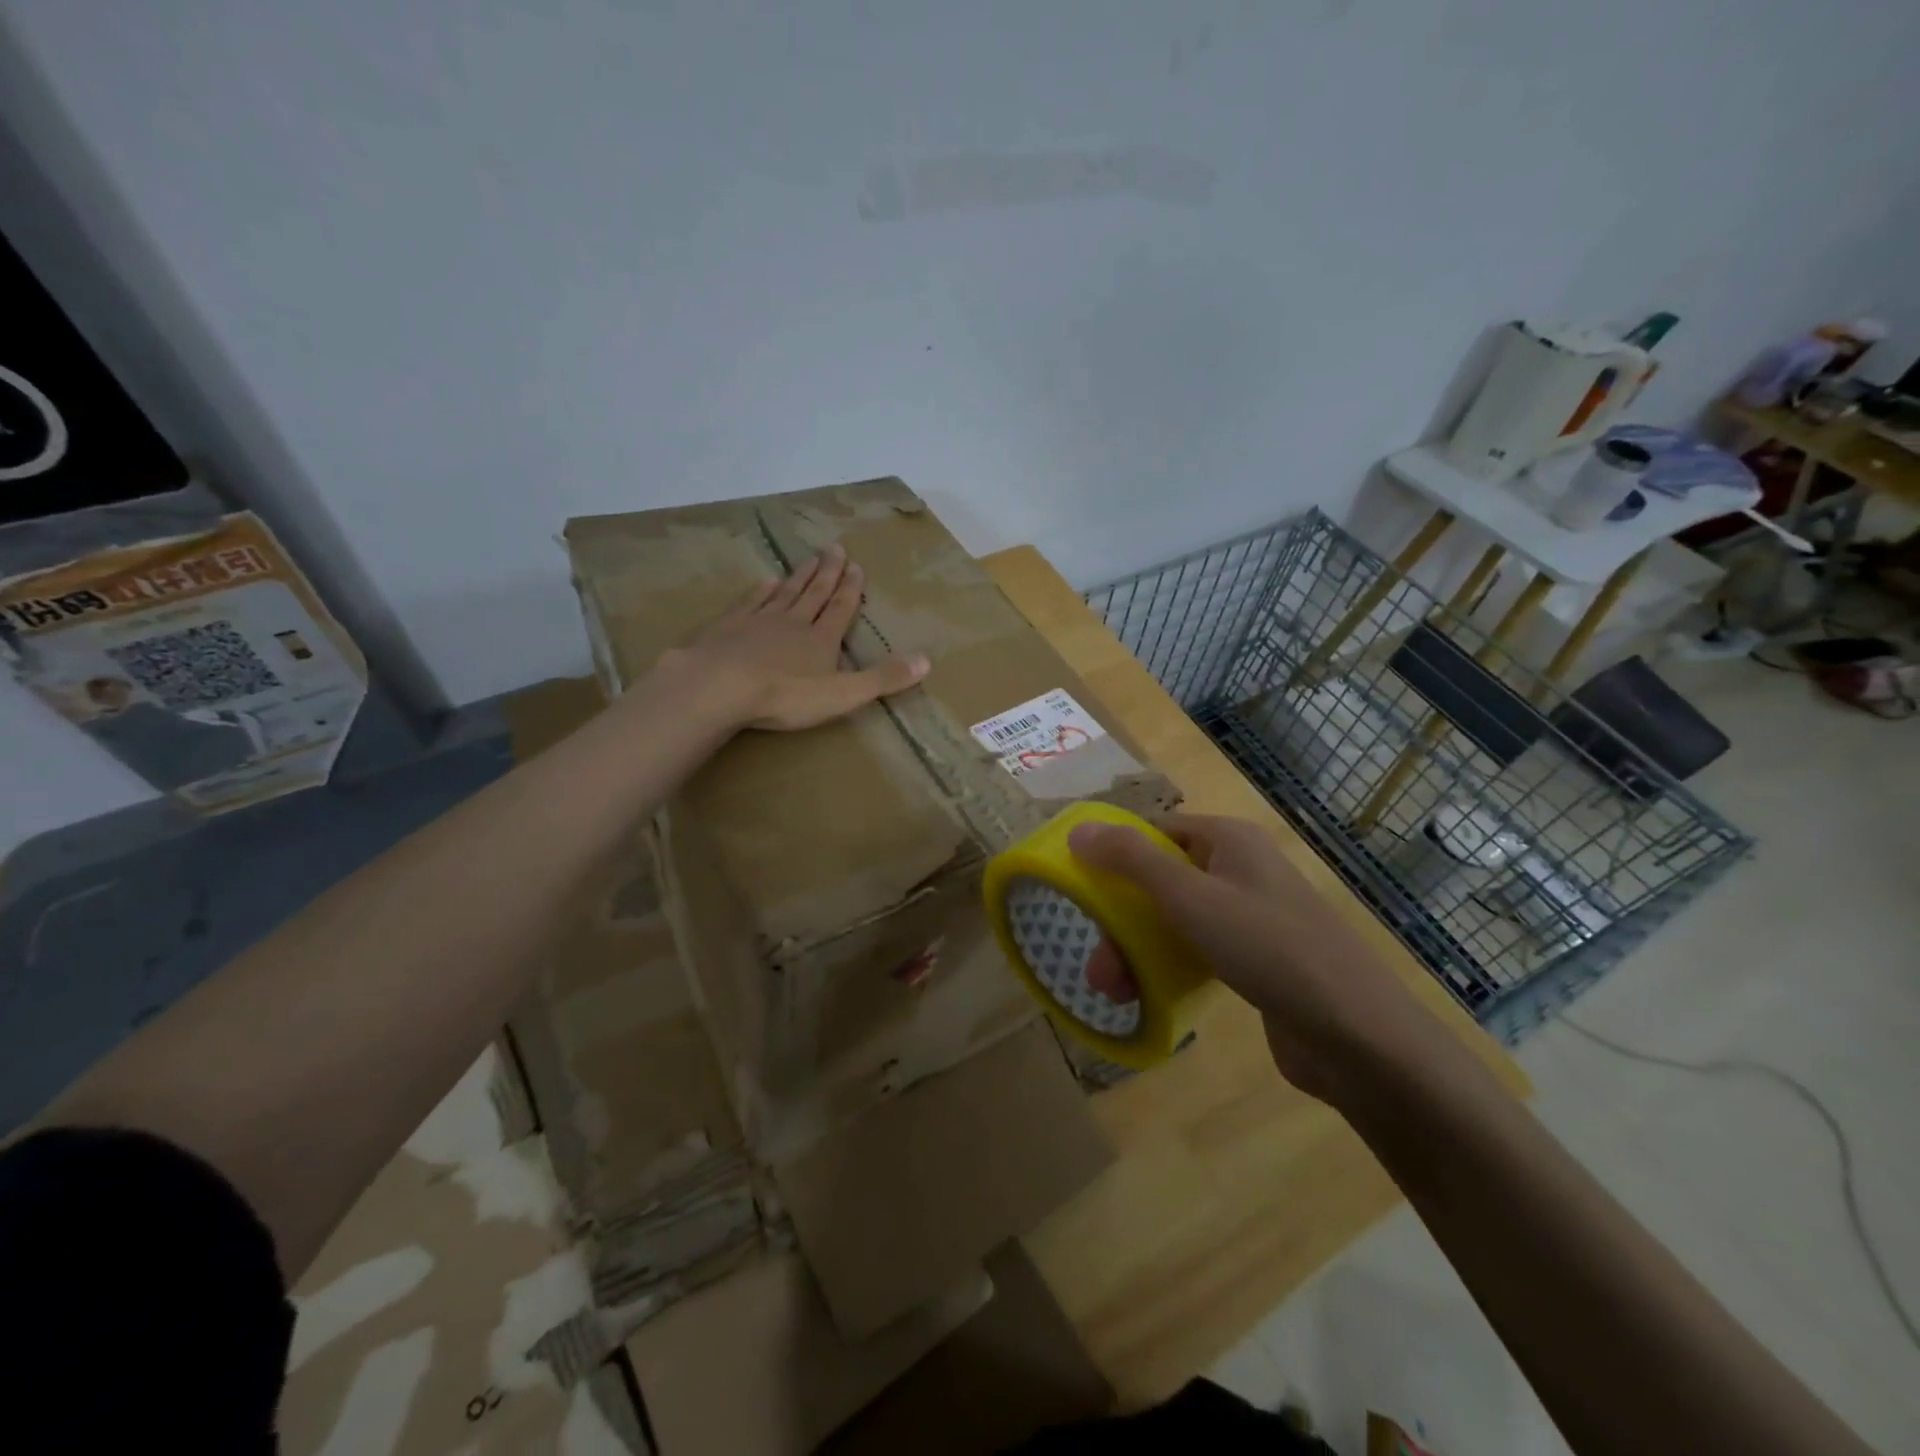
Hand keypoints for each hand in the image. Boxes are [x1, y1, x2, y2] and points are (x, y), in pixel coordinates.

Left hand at [657, 544, 929, 731]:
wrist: (719, 685)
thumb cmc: (785, 695)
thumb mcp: (843, 694)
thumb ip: (883, 679)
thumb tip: (928, 661)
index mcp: (821, 639)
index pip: (841, 609)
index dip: (850, 589)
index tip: (856, 566)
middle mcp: (793, 622)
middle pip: (814, 593)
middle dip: (828, 573)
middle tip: (835, 548)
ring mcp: (758, 621)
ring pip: (784, 593)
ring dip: (799, 576)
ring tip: (808, 560)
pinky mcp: (728, 626)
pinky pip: (749, 602)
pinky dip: (760, 590)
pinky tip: (764, 581)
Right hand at [1069, 812, 1441, 1103]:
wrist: (1358, 1037)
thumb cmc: (1269, 949)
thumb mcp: (1190, 897)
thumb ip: (1132, 861)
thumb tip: (1079, 829)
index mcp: (1229, 841)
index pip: (1157, 831)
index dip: (1116, 853)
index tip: (1081, 888)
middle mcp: (1240, 870)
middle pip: (1161, 880)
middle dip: (1122, 919)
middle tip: (1097, 965)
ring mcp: (1251, 917)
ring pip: (1176, 920)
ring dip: (1138, 949)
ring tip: (1113, 991)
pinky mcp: (1257, 961)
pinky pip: (1198, 951)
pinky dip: (1169, 967)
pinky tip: (1148, 995)